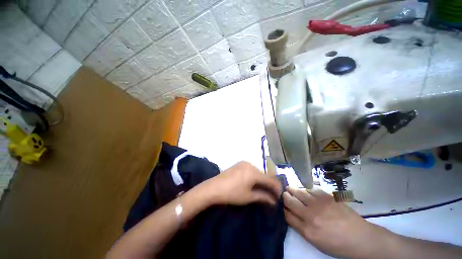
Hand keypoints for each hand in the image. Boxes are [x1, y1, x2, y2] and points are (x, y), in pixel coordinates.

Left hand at [201, 161, 281, 205]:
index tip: (279, 196)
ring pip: (258, 171)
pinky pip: (251, 169)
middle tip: (271, 195)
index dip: (277, 188)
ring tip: (261, 189)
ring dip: (261, 180)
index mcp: (254, 172)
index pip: (270, 179)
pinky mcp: (239, 163)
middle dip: (269, 184)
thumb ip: (263, 197)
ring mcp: (244, 163)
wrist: (214, 187)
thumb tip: (274, 201)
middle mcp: (250, 164)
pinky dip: (254, 175)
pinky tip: (252, 182)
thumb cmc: (232, 193)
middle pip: (264, 174)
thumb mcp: (248, 197)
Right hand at [283, 187, 383, 257]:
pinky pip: (311, 190)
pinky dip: (306, 190)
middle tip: (284, 193)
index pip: (287, 214)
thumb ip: (301, 227)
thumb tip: (290, 214)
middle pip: (290, 201)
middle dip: (285, 196)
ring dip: (292, 189)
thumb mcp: (316, 242)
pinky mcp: (327, 197)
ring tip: (289, 188)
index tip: (281, 204)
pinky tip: (305, 190)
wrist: (360, 238)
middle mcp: (310, 215)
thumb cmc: (337, 244)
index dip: (283, 208)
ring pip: (299, 192)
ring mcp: (319, 204)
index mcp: (307, 230)